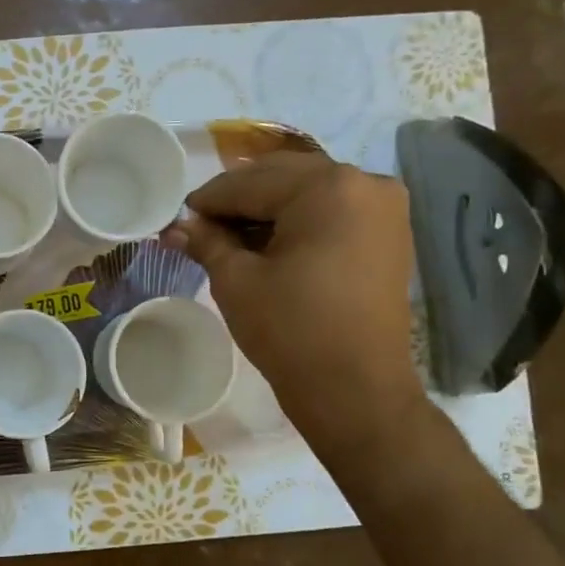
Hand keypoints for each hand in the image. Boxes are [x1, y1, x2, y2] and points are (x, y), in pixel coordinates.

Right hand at [164, 152, 425, 452]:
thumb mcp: (236, 280)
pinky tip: (268, 243)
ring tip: (231, 237)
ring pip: (308, 191)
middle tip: (202, 225)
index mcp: (326, 187)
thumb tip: (175, 226)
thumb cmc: (290, 329)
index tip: (180, 216)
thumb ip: (206, 241)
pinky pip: (332, 210)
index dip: (209, 200)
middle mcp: (364, 182)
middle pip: (283, 177)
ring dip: (268, 207)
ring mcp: (383, 207)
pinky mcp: (389, 233)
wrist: (355, 388)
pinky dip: (298, 220)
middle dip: (239, 199)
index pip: (250, 182)